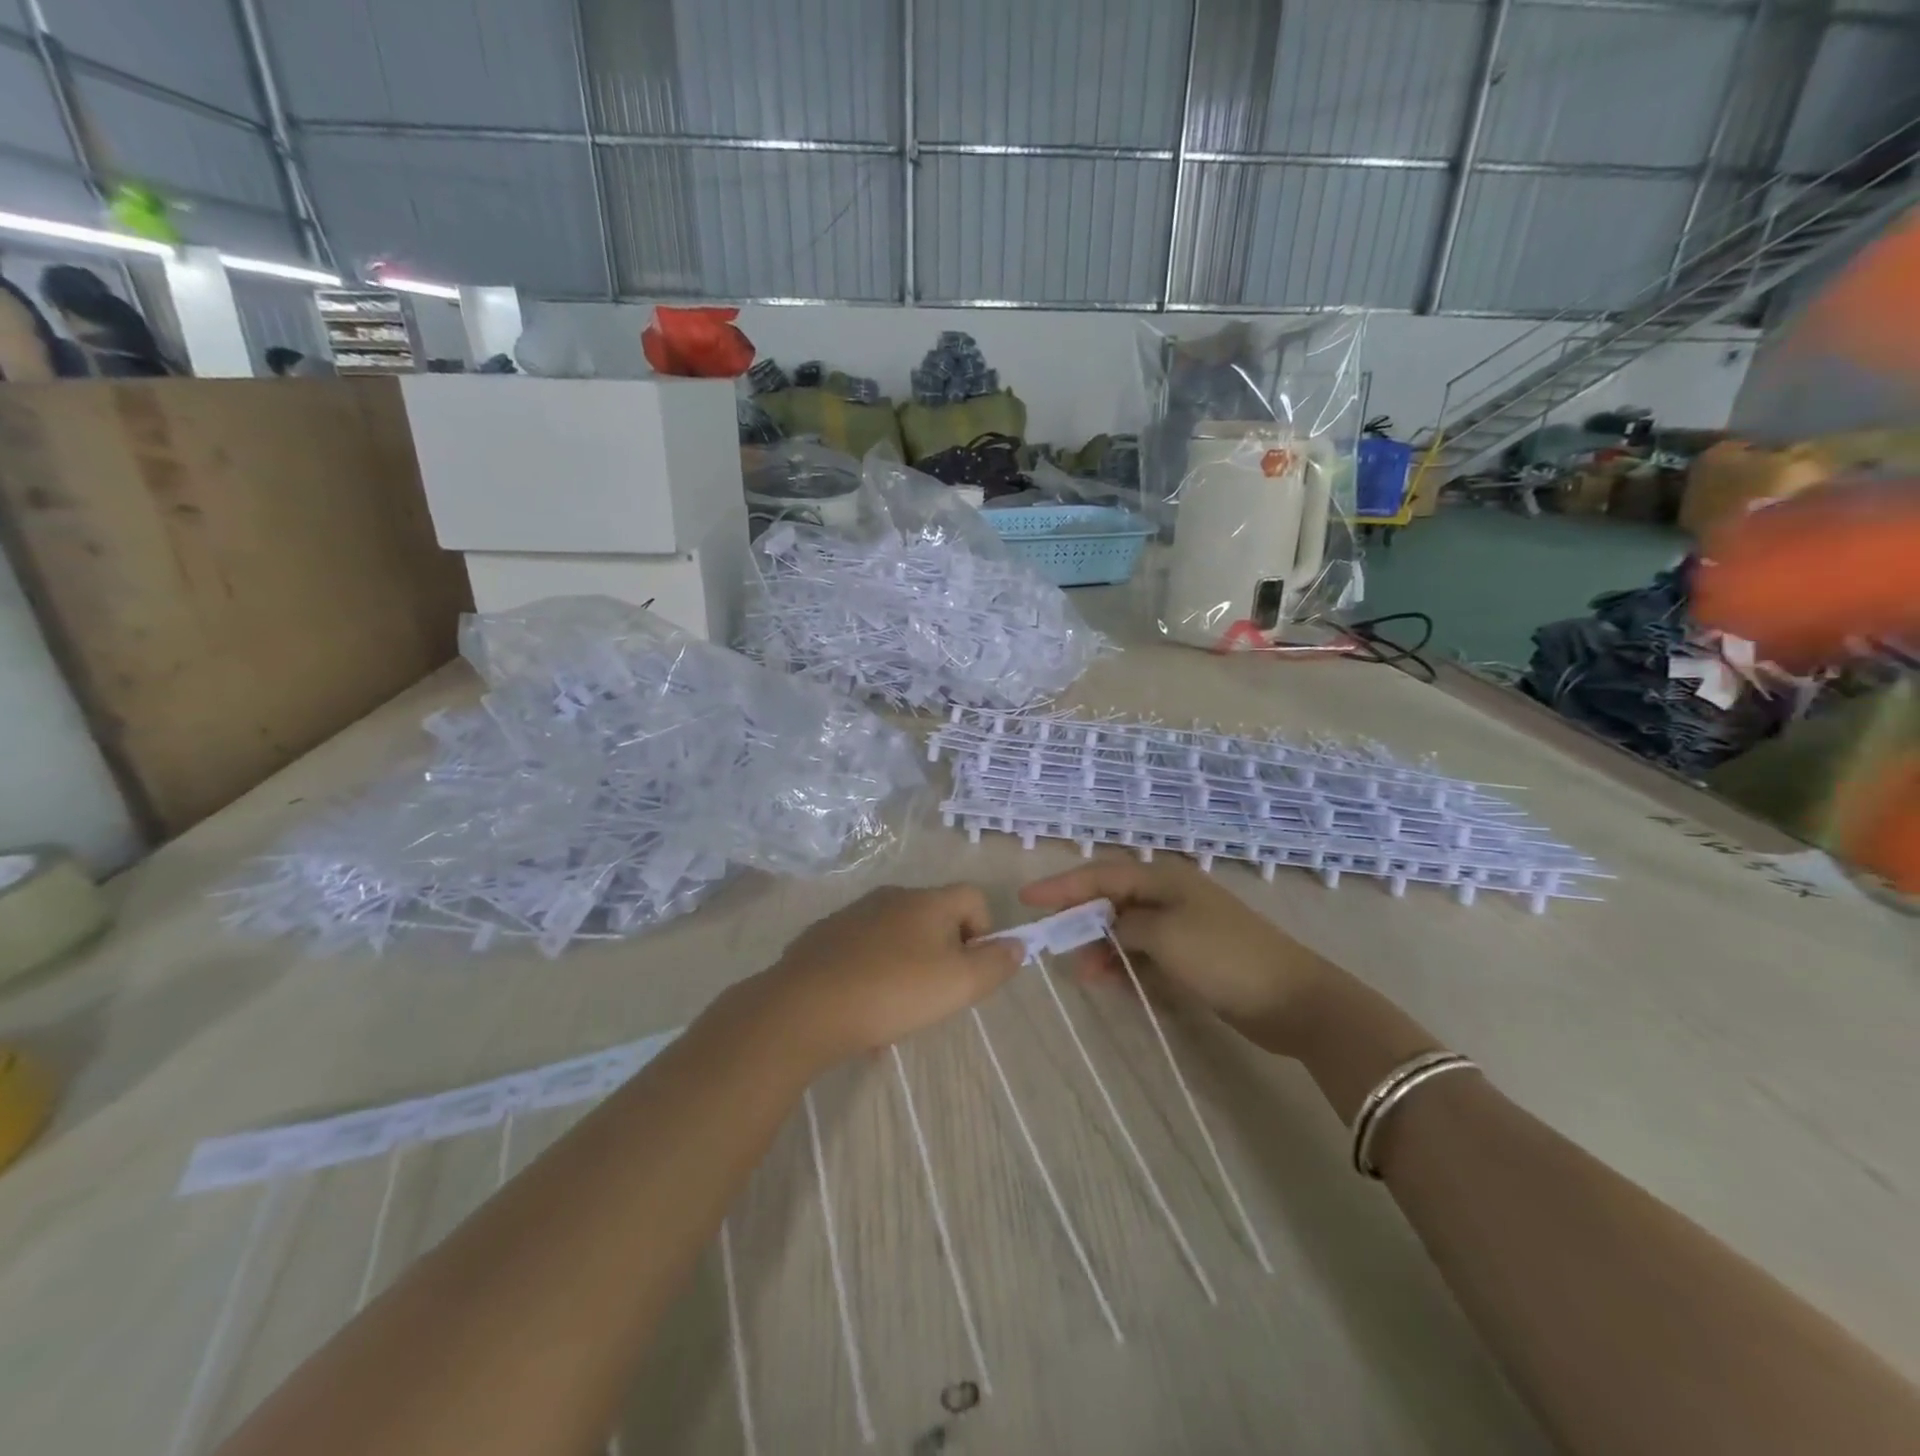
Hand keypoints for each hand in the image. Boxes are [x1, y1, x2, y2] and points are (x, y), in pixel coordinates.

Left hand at [758, 884, 1023, 1065]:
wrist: (805, 1007)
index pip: (973, 896)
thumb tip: (1015, 945)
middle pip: (934, 917)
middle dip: (943, 953)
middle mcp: (891, 897)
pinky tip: (861, 1010)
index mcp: (927, 901)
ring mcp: (853, 914)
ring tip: (895, 1011)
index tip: (970, 969)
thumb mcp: (959, 984)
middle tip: (934, 995)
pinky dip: (872, 973)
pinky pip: (862, 951)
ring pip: (896, 936)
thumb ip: (995, 964)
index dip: (984, 930)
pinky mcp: (824, 937)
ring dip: (906, 966)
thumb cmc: (893, 992)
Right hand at [1020, 855, 1337, 1049]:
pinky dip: (1127, 966)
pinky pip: (1145, 954)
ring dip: (1103, 949)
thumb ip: (1124, 926)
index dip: (1062, 886)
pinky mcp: (1192, 956)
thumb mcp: (1164, 935)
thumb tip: (1106, 929)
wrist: (1292, 999)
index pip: (1100, 875)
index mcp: (1163, 879)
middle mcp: (1169, 895)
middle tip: (1054, 943)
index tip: (1026, 898)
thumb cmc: (1223, 956)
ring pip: (1127, 931)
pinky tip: (1113, 983)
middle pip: (1111, 901)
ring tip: (1085, 975)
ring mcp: (1182, 926)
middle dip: (1081, 920)